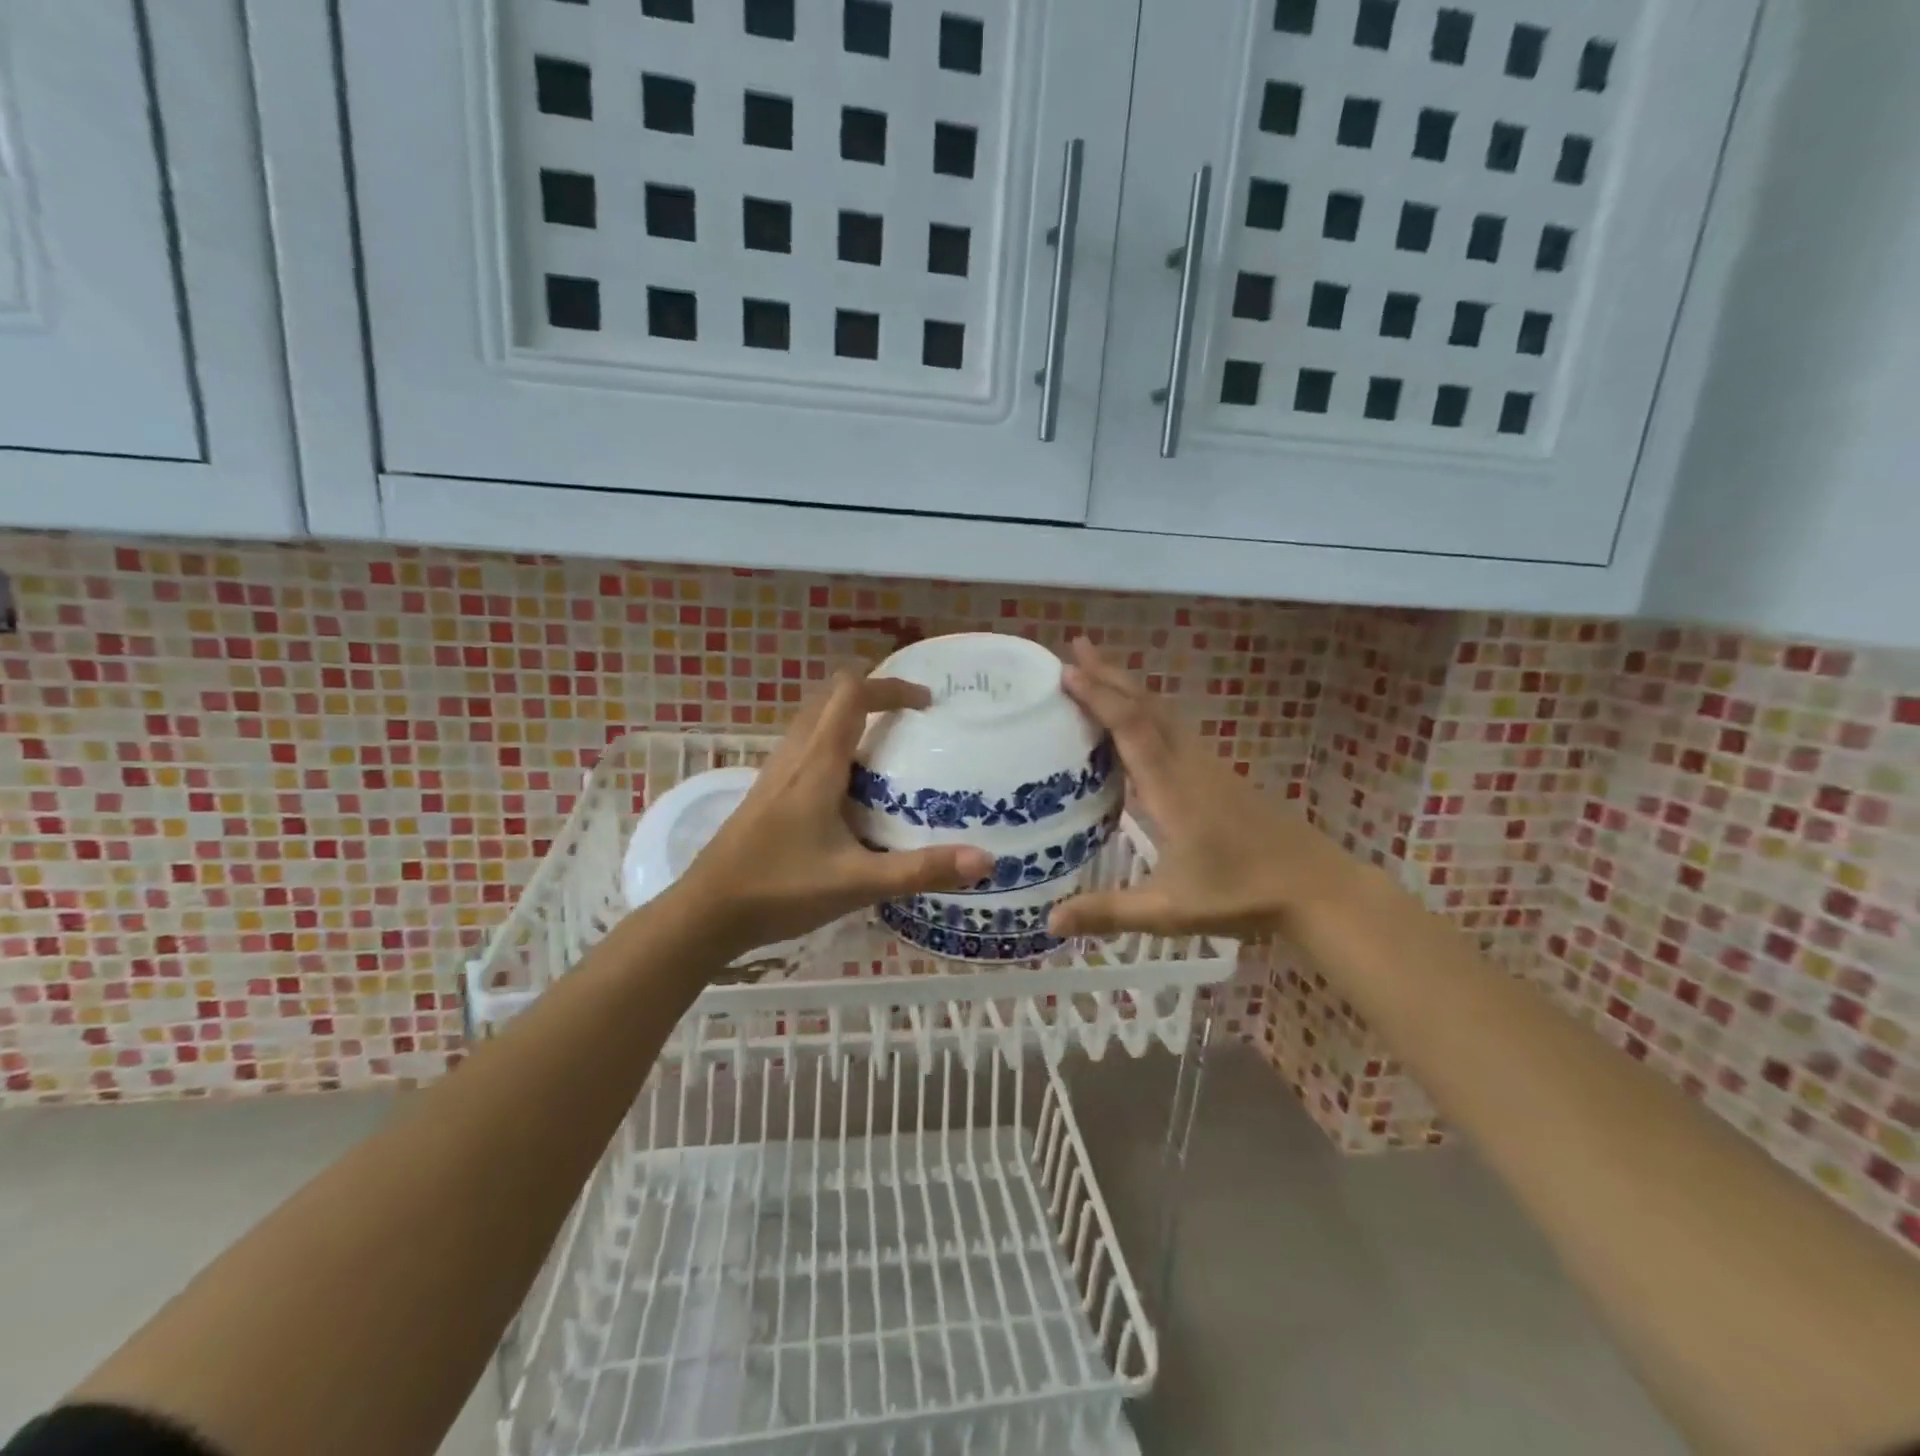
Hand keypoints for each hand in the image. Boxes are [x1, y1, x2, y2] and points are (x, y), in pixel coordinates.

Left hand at [673, 669, 992, 958]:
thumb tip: (985, 860)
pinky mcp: (767, 792)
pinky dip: (833, 742)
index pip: (853, 694)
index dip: (891, 686)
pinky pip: (804, 746)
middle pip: (831, 697)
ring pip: (814, 720)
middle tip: (912, 718)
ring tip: (888, 746)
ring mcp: (775, 773)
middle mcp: (795, 756)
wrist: (705, 913)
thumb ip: (920, 870)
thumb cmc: (779, 890)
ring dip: (850, 716)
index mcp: (817, 764)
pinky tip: (849, 786)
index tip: (926, 702)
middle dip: (874, 694)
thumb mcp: (857, 882)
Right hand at [1047, 638, 1355, 940]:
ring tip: (1098, 671)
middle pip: (1147, 706)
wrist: (1315, 887)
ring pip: (1163, 713)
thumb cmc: (1242, 896)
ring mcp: (1207, 766)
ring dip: (1129, 688)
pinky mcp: (1218, 775)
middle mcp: (1188, 765)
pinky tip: (1137, 721)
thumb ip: (1109, 912)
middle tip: (1075, 648)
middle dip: (1110, 674)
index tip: (1067, 670)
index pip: (1131, 728)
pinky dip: (1146, 710)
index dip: (1099, 696)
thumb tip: (1049, 922)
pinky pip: (1174, 728)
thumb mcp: (1169, 910)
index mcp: (1172, 789)